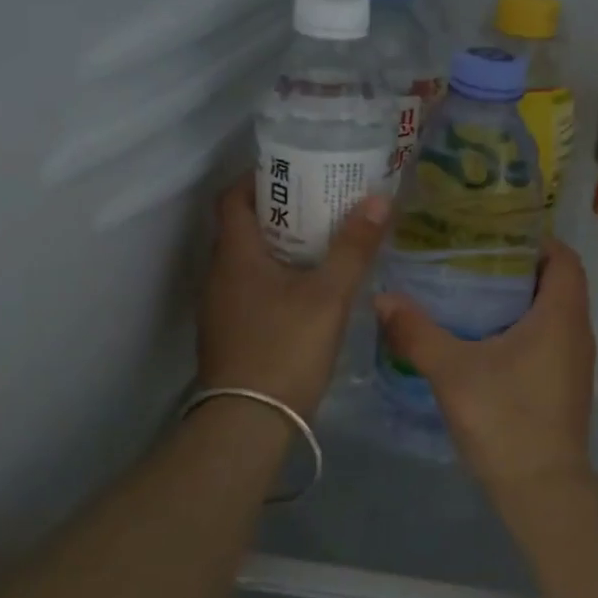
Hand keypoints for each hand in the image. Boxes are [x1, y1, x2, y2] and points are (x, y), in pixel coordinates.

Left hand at [197, 175, 388, 419]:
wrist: (248, 424)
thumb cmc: (285, 347)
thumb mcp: (328, 295)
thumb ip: (353, 248)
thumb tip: (379, 199)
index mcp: (235, 255)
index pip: (232, 198)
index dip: (260, 179)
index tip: (297, 173)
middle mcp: (219, 275)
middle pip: (243, 227)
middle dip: (281, 210)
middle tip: (324, 203)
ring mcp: (221, 307)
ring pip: (249, 260)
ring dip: (281, 245)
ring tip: (324, 241)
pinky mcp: (231, 333)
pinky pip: (252, 289)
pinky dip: (278, 277)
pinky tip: (311, 289)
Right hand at [373, 240, 595, 496]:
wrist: (542, 491)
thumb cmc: (505, 419)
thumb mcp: (453, 371)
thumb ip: (417, 332)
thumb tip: (383, 298)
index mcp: (562, 315)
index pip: (564, 257)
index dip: (536, 240)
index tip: (495, 234)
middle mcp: (577, 331)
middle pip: (557, 282)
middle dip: (518, 267)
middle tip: (471, 259)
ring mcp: (574, 362)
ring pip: (552, 313)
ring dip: (519, 299)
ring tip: (471, 293)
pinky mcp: (565, 385)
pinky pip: (549, 339)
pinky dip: (523, 328)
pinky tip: (483, 339)